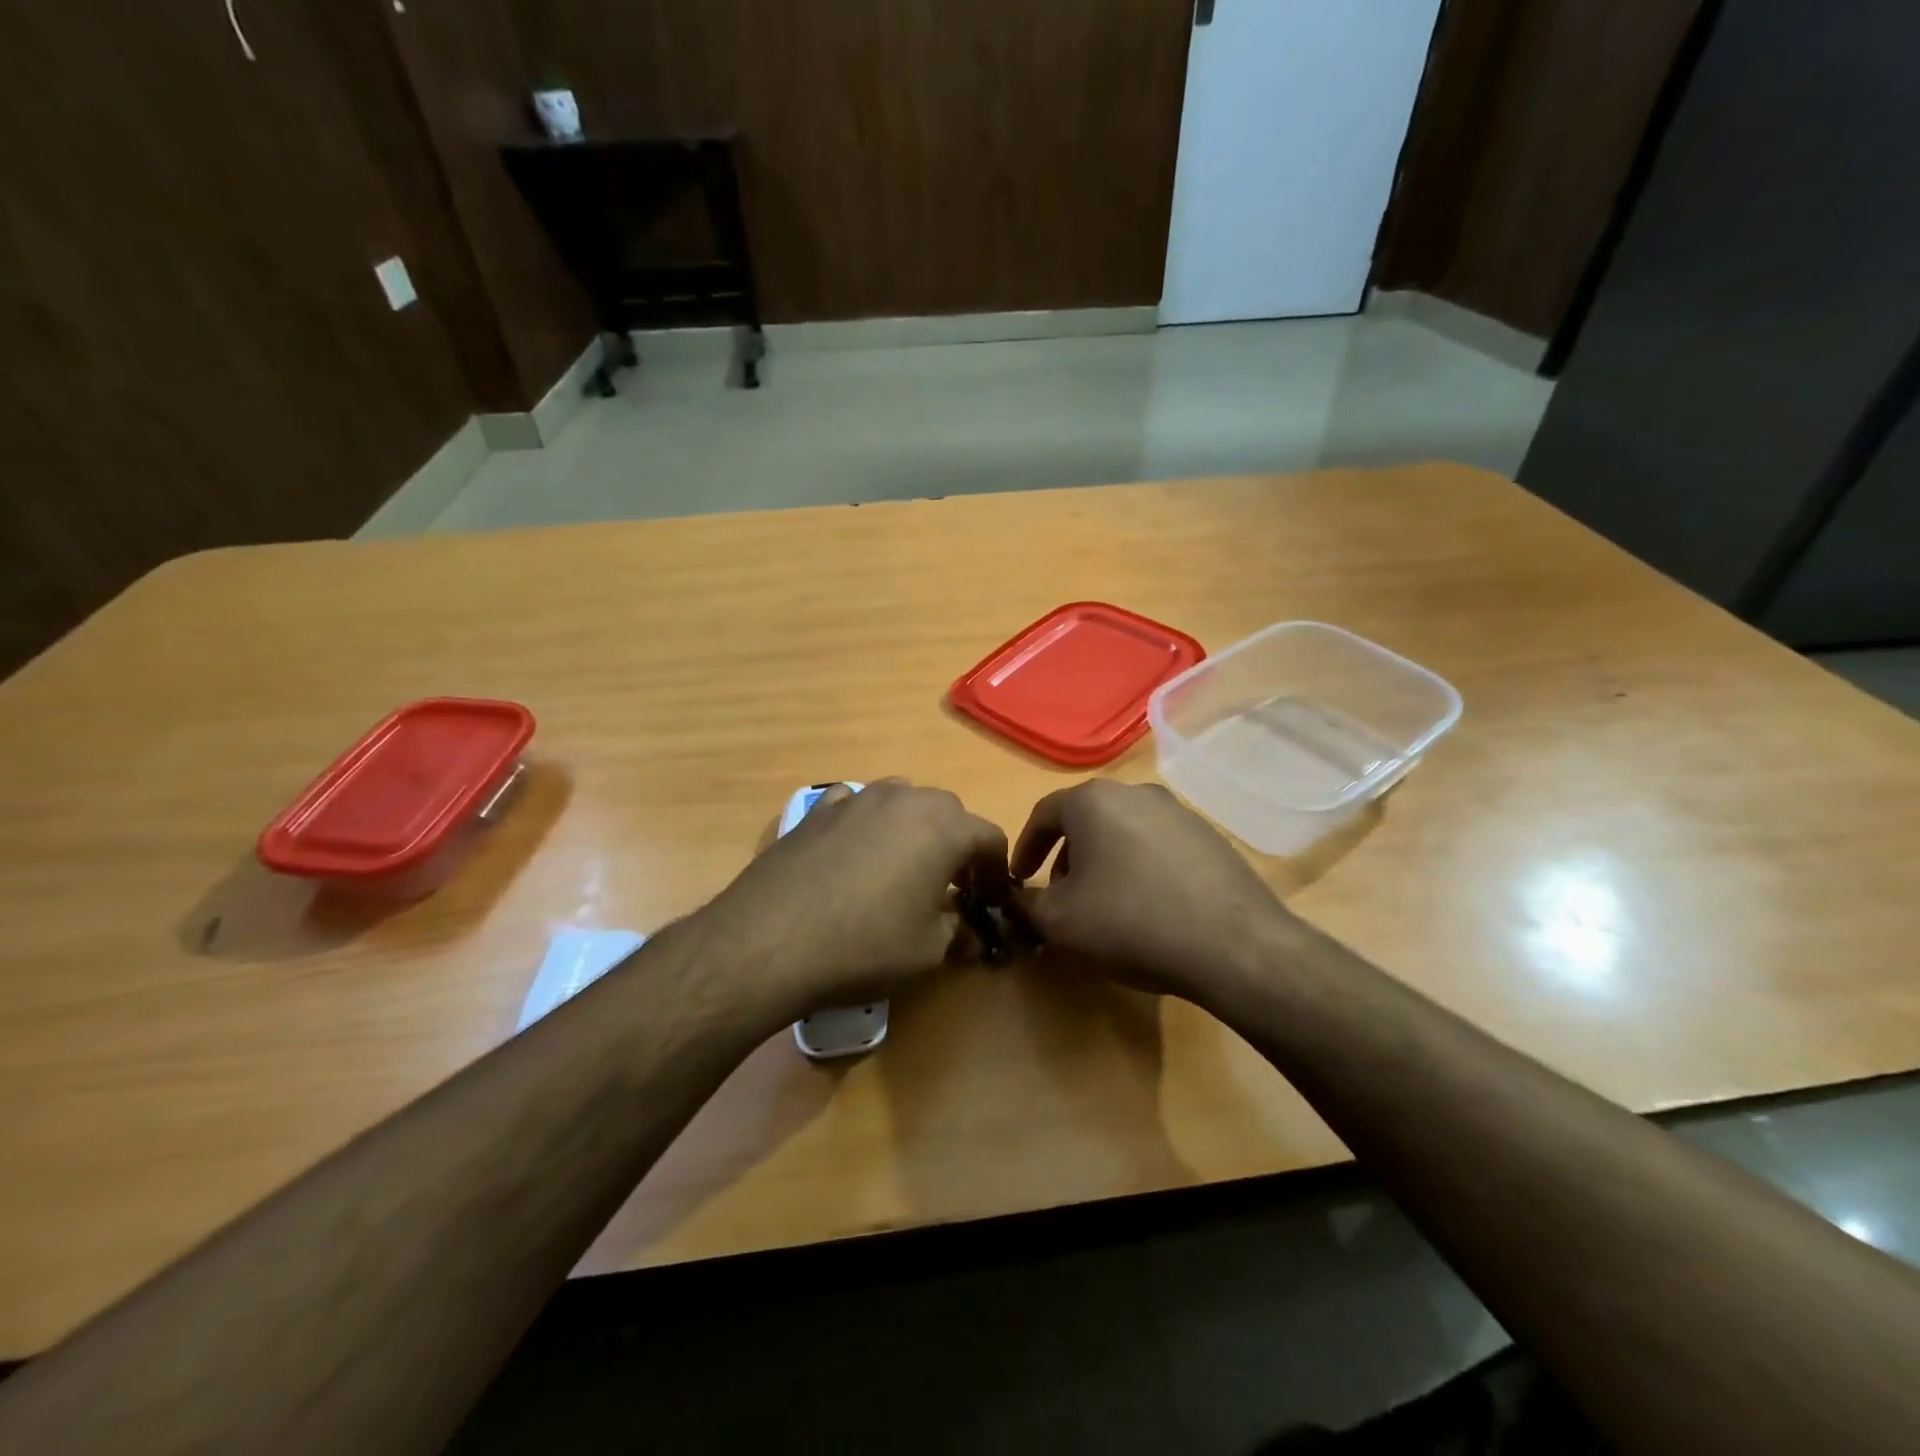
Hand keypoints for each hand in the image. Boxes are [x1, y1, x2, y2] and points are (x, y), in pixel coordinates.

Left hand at [697, 779, 1010, 1022]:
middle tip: (951, 886)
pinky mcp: (818, 809)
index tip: (992, 899)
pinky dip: (867, 824)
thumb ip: (959, 931)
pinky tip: (853, 853)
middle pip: (949, 812)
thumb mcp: (927, 951)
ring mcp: (858, 798)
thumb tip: (969, 928)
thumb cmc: (864, 946)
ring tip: (902, 867)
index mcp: (944, 827)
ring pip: (903, 802)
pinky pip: (857, 806)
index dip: (997, 870)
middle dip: (957, 846)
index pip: (990, 837)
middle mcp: (905, 798)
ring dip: (914, 829)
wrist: (769, 940)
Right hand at [1011, 780, 1297, 1008]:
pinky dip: (1140, 869)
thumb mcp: (1058, 922)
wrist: (1233, 945)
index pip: (1044, 814)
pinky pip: (1158, 847)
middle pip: (1086, 821)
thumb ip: (1025, 904)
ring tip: (1104, 905)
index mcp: (1093, 801)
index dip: (1025, 848)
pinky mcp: (1210, 836)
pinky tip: (1148, 907)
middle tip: (1060, 896)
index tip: (1019, 878)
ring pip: (1123, 832)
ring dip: (1103, 863)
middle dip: (1066, 858)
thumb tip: (1015, 899)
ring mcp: (1178, 812)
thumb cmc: (1130, 922)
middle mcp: (1135, 793)